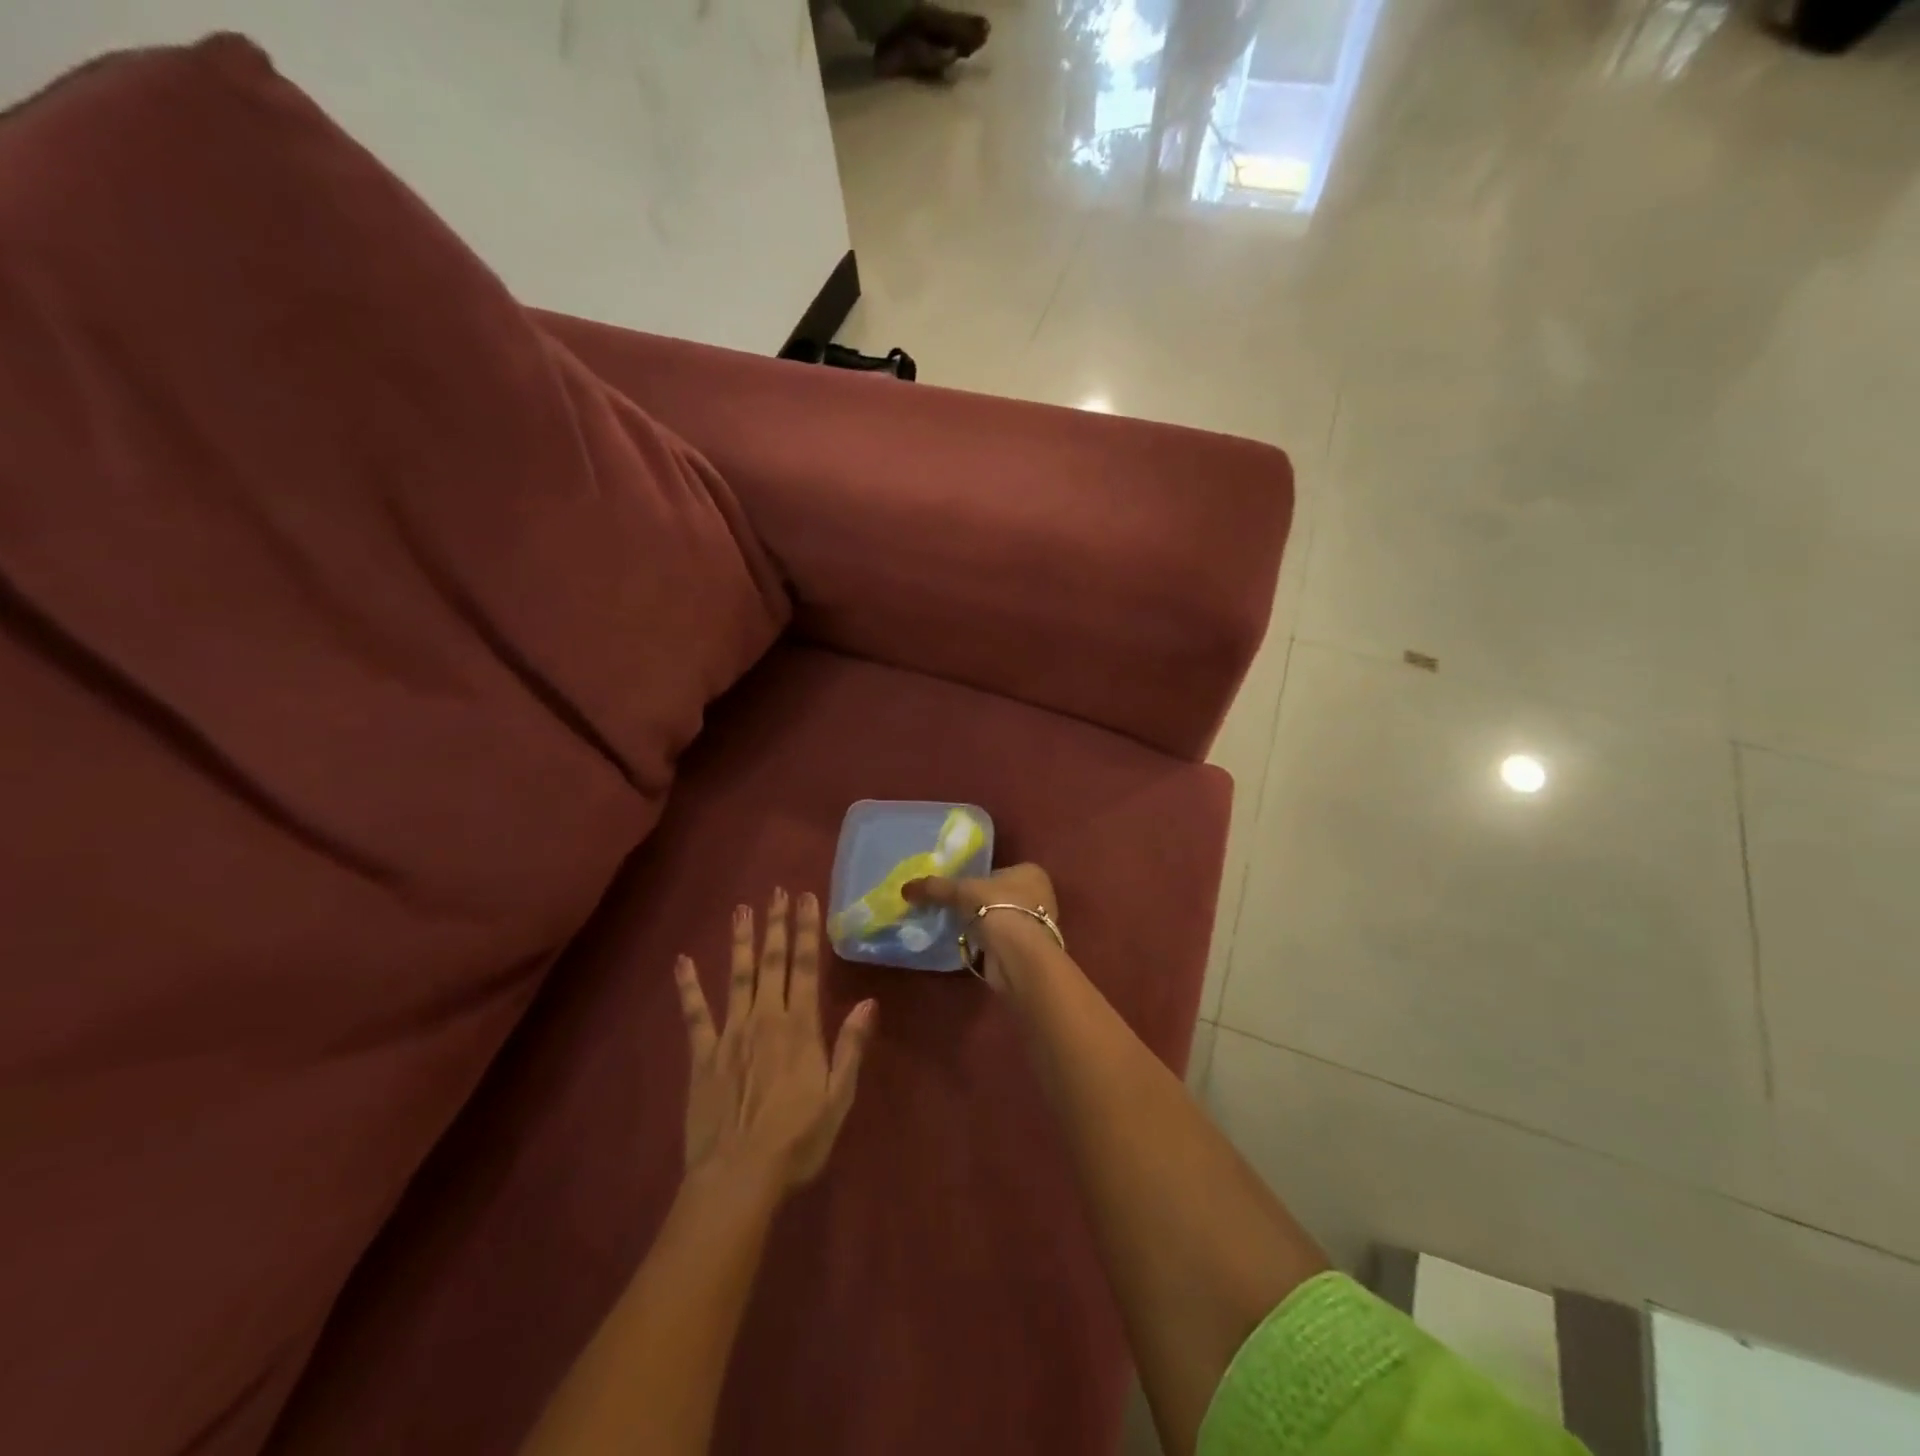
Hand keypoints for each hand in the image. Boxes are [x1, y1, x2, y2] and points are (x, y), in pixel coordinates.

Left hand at [674, 888, 874, 1190]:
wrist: (739, 1176)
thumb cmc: (798, 1139)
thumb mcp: (838, 1096)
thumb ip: (851, 1046)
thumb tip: (869, 1001)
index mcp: (801, 1027)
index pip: (807, 967)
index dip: (806, 930)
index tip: (805, 898)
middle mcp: (766, 1019)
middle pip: (772, 962)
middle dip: (776, 924)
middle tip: (776, 891)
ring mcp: (731, 1034)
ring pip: (737, 977)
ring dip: (740, 942)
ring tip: (741, 910)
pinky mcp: (703, 1055)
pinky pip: (695, 1014)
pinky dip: (688, 987)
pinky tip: (683, 961)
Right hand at [903, 863, 1058, 992]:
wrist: (1016, 954)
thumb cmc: (995, 908)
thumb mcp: (959, 891)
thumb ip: (934, 887)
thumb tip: (905, 888)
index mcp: (1031, 872)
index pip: (999, 871)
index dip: (979, 879)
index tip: (959, 889)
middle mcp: (1040, 896)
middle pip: (1001, 896)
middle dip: (981, 904)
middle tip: (955, 909)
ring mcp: (1037, 926)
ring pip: (1002, 920)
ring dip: (984, 926)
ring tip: (958, 929)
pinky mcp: (1029, 951)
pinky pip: (1002, 942)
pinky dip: (988, 945)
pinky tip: (970, 947)